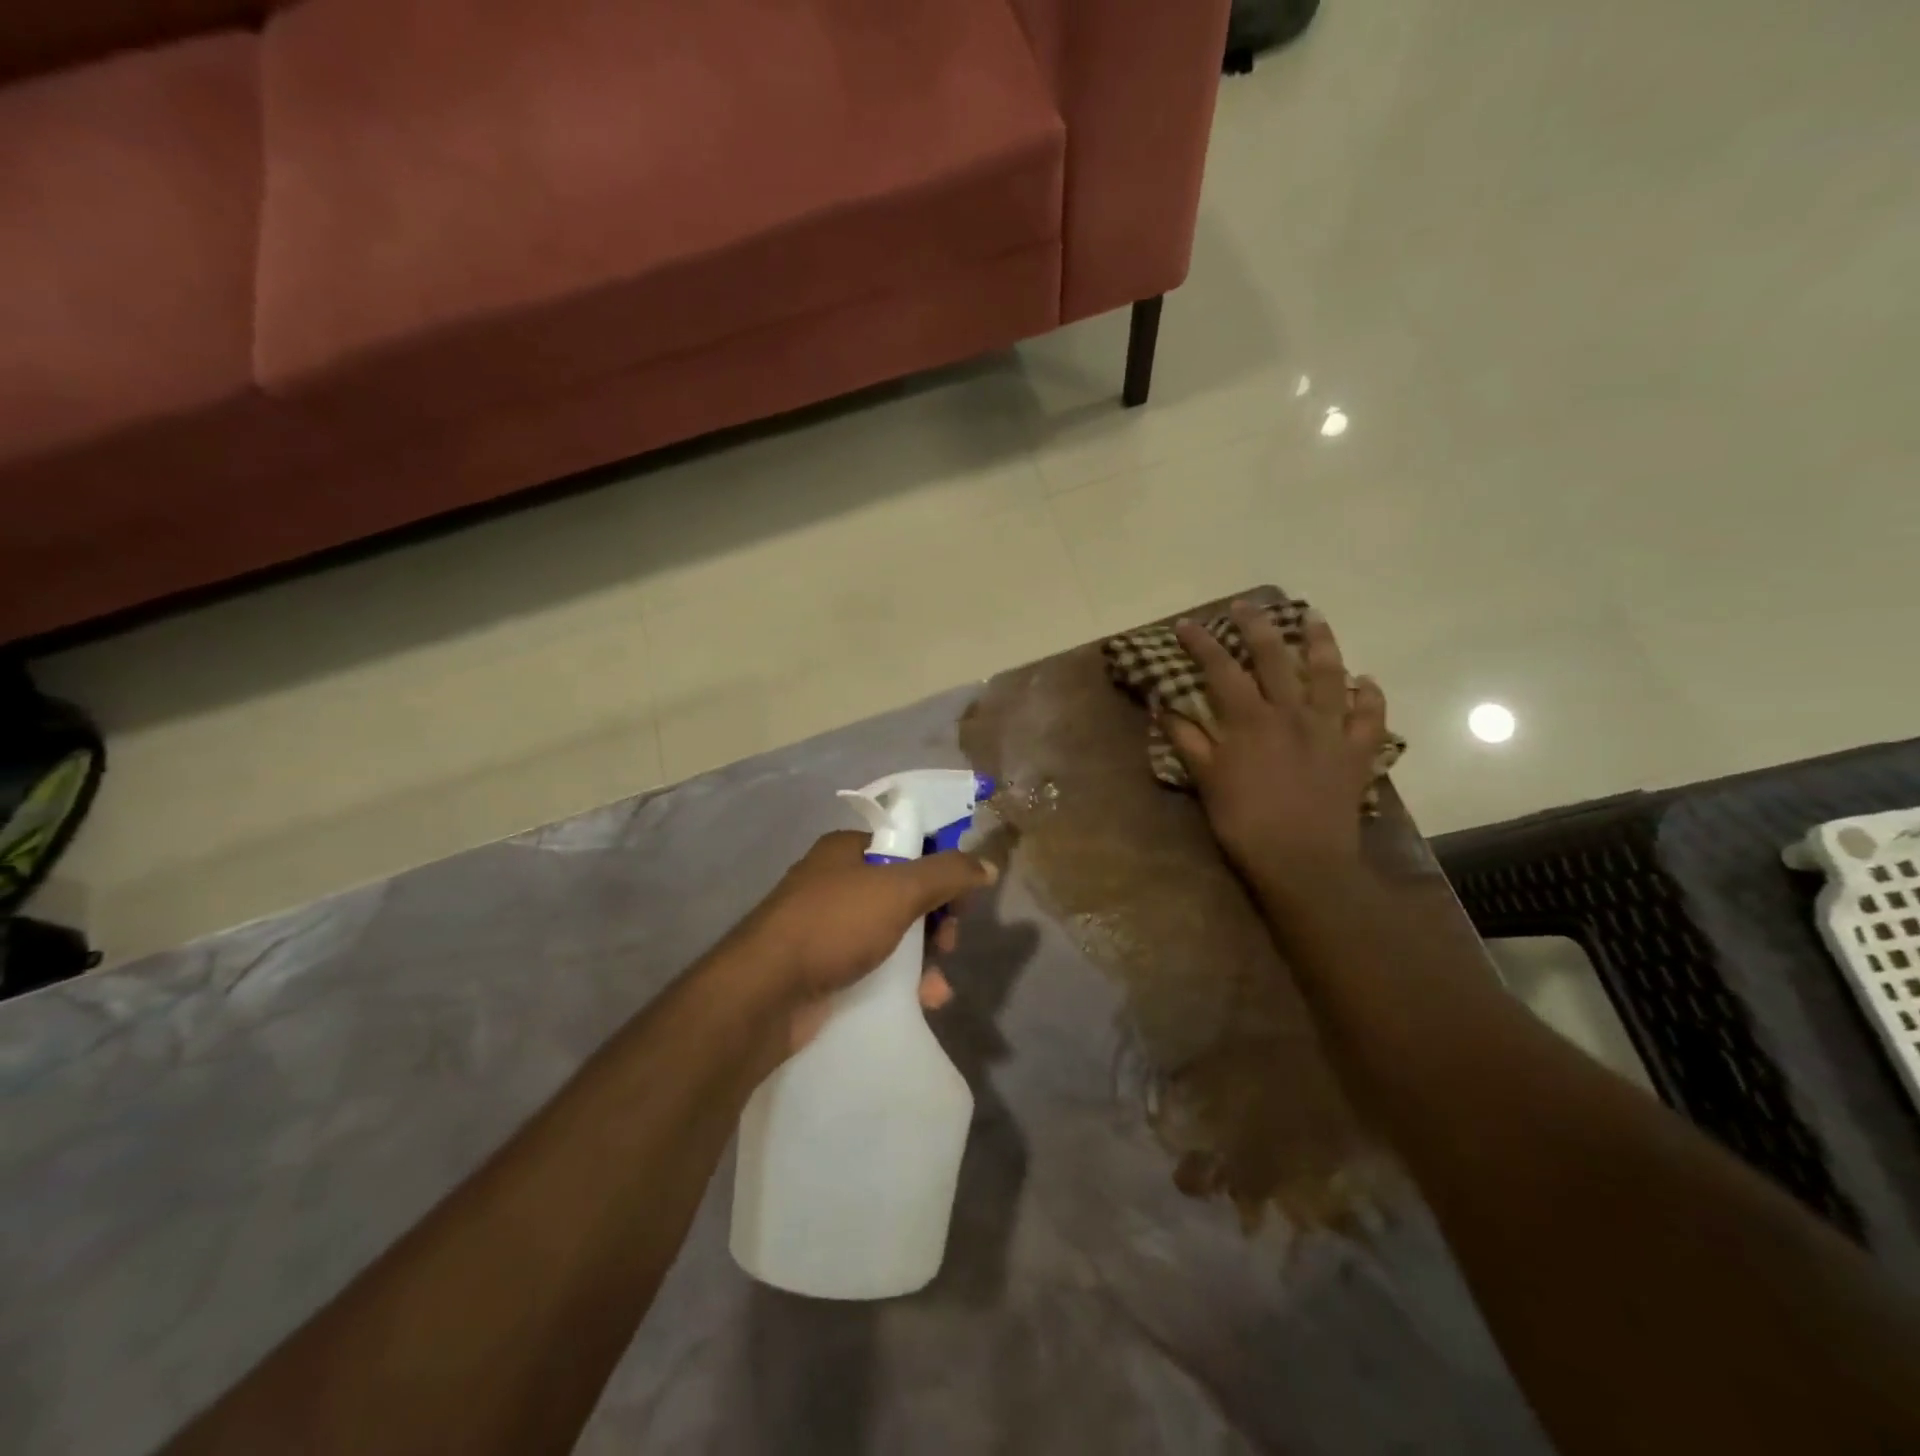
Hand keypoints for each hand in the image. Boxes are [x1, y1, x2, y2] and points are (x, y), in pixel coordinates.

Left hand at [734, 830, 995, 1053]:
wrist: (763, 994)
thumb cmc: (834, 925)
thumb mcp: (899, 890)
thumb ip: (947, 874)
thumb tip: (987, 864)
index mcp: (846, 850)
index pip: (908, 846)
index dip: (941, 869)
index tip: (961, 900)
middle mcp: (836, 882)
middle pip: (904, 892)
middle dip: (936, 920)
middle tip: (949, 942)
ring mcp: (827, 927)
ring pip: (893, 933)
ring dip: (924, 957)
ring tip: (937, 986)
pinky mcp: (824, 967)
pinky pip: (875, 966)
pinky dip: (902, 981)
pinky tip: (923, 1001)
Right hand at [1162, 601, 1390, 888]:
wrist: (1302, 861)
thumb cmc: (1245, 823)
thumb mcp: (1206, 781)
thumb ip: (1187, 740)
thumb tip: (1164, 706)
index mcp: (1249, 720)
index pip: (1221, 669)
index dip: (1201, 644)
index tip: (1186, 625)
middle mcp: (1291, 713)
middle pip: (1275, 657)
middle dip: (1257, 626)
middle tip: (1247, 605)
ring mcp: (1329, 729)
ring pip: (1329, 674)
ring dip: (1321, 642)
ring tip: (1314, 618)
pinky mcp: (1357, 751)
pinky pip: (1370, 716)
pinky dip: (1370, 695)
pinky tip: (1365, 681)